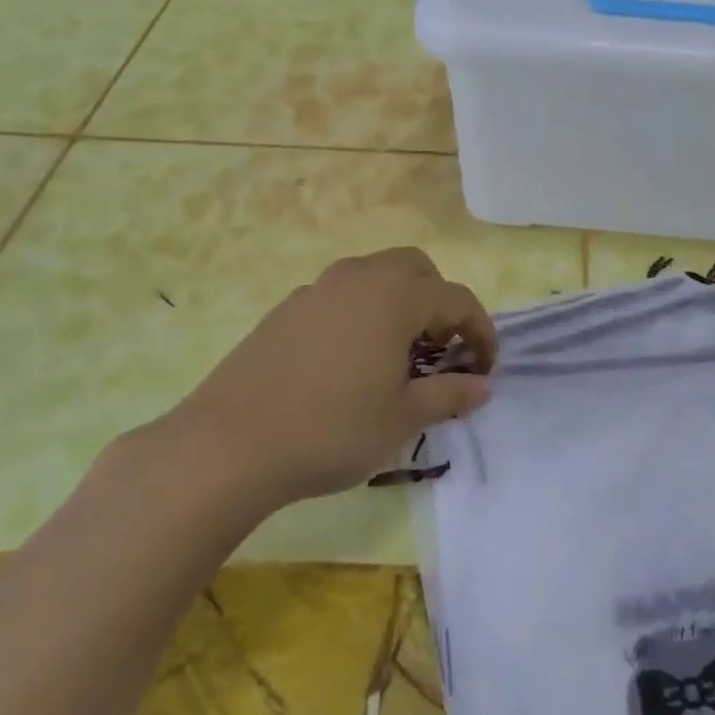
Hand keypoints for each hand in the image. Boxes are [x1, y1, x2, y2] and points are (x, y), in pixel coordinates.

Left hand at [155, 248, 496, 509]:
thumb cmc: (332, 429)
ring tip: (396, 357)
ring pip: (374, 278)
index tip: (485, 369)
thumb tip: (482, 387)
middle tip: (440, 351)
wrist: (229, 445)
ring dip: (399, 304)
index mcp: (395, 295)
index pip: (457, 299)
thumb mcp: (403, 419)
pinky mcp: (285, 311)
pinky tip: (348, 363)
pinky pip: (339, 298)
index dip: (481, 332)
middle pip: (416, 269)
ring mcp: (316, 290)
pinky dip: (361, 315)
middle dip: (439, 303)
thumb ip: (449, 395)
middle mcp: (358, 278)